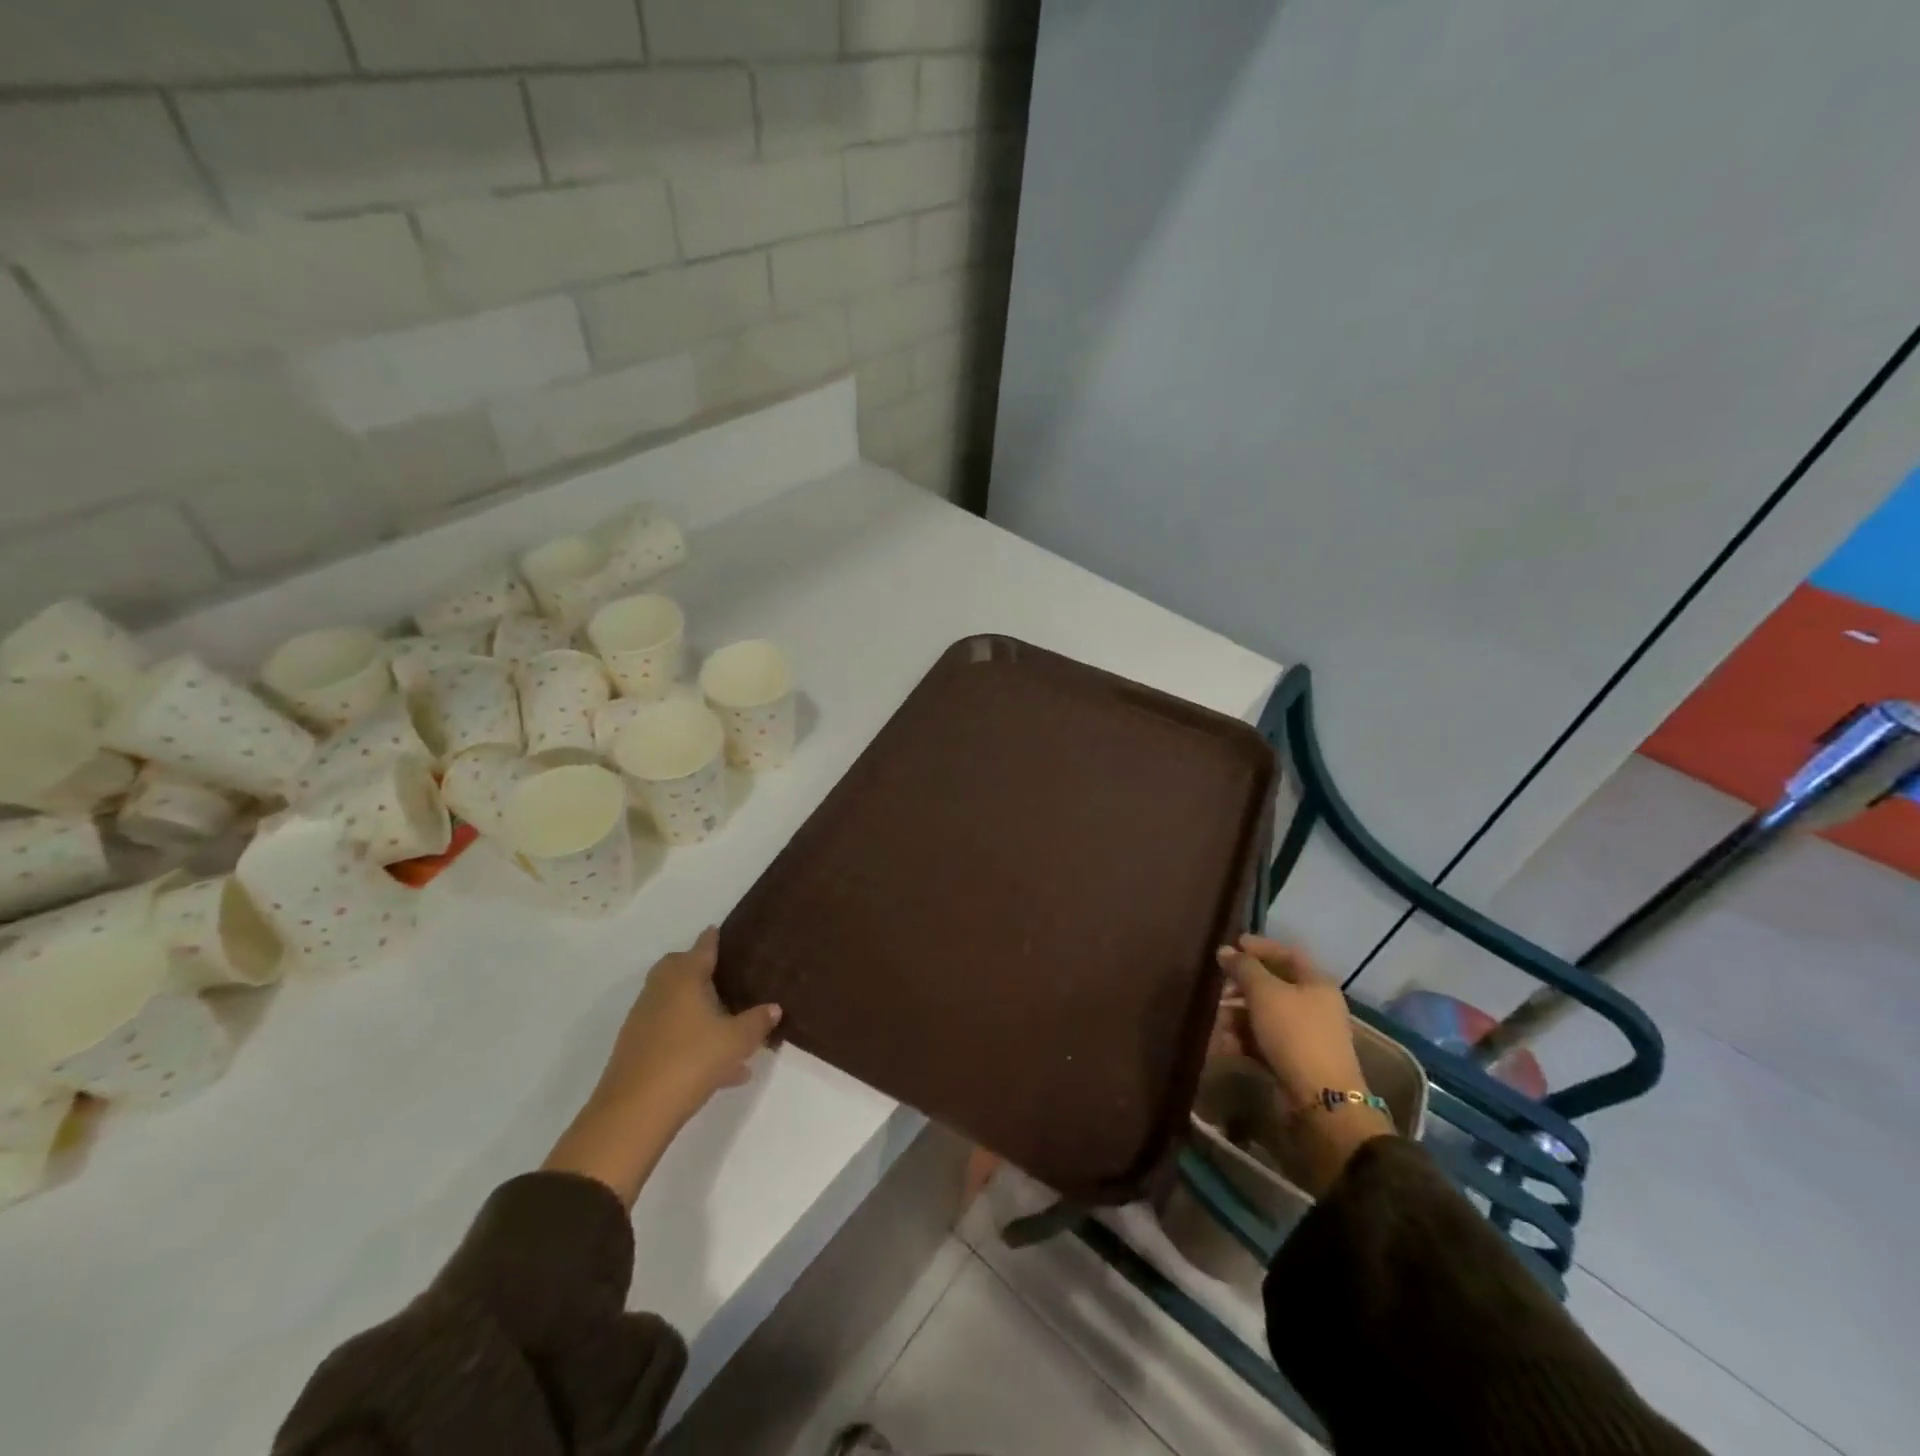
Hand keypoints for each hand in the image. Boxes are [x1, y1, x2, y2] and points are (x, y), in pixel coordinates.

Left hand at [544, 928, 781, 1204]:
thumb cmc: (691, 1061)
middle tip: (724, 977)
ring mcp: (644, 1020)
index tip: (720, 930)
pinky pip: (671, 1032)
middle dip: (699, 970)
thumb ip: (757, 1021)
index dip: (713, 939)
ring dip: (697, 1008)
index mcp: (684, 978)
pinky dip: (691, 1037)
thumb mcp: (736, 1041)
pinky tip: (721, 1067)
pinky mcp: (637, 1049)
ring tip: (730, 1027)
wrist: (634, 1112)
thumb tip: (774, 1007)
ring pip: (674, 1003)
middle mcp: (660, 991)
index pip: (702, 948)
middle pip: (678, 969)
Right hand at [1214, 935, 1391, 1194]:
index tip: (1231, 945)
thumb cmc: (1295, 1034)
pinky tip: (1223, 1046)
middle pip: (1272, 986)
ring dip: (1236, 1016)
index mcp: (1316, 983)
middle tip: (1217, 988)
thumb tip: (1225, 951)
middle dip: (1241, 986)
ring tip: (1215, 1022)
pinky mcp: (1294, 1061)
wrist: (1322, 1101)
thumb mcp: (1265, 993)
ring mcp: (1305, 1035)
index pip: (1286, 954)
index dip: (1259, 947)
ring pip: (1264, 1015)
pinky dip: (1243, 1040)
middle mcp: (1314, 1006)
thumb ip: (1243, 968)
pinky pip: (1264, 1041)